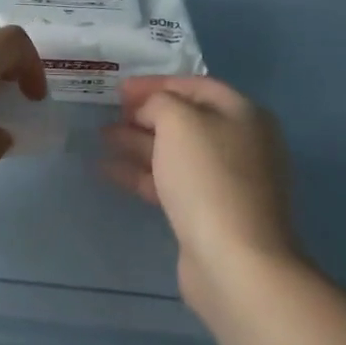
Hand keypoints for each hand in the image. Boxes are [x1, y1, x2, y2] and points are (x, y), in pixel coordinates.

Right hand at [102, 76, 305, 310]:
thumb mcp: (178, 121)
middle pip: (186, 119)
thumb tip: (152, 110)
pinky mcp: (210, 213)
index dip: (156, 83)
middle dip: (145, 114)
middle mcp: (240, 143)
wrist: (235, 261)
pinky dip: (142, 173)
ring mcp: (226, 181)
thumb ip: (159, 102)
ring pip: (175, 152)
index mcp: (243, 114)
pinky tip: (109, 170)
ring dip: (138, 143)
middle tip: (109, 114)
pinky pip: (171, 182)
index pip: (195, 85)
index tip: (119, 89)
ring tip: (102, 138)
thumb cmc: (208, 177)